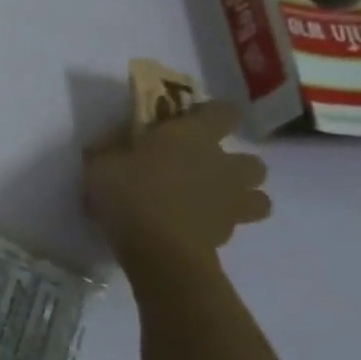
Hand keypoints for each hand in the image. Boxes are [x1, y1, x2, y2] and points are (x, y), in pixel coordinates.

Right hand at [83, 100, 270, 269]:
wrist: (155, 247)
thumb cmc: (129, 191)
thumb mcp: (101, 162)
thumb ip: (111, 149)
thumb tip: (111, 144)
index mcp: (195, 135)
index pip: (224, 112)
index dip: (214, 114)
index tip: (195, 120)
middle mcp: (222, 164)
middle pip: (253, 162)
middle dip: (236, 166)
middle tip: (205, 171)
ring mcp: (230, 202)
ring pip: (259, 200)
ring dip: (241, 199)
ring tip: (210, 204)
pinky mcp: (227, 236)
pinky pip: (232, 227)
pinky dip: (217, 227)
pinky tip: (191, 229)